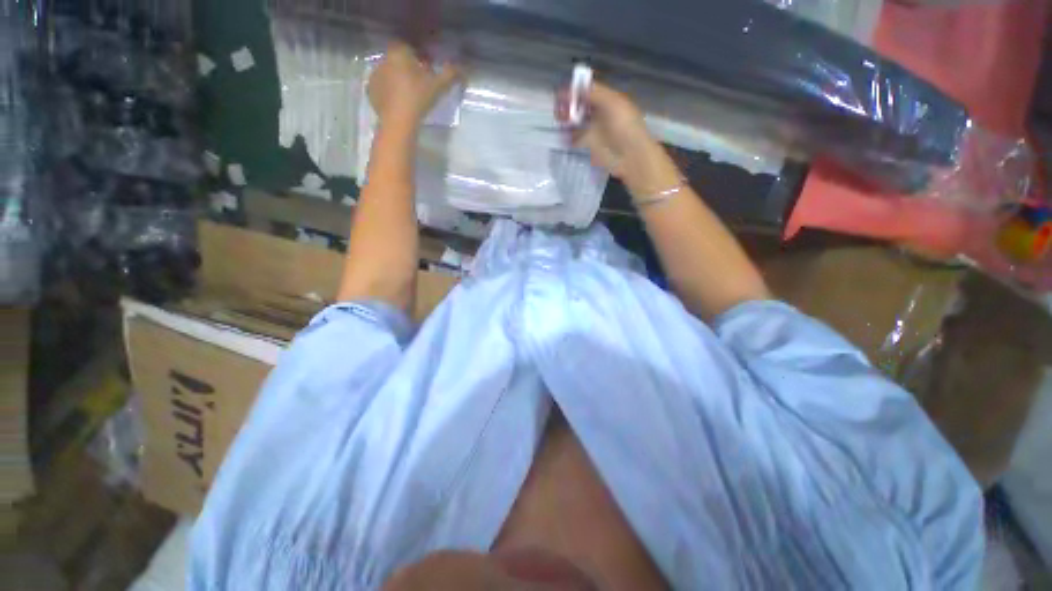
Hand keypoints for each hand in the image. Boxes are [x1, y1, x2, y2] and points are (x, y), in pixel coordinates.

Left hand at [368, 41, 461, 128]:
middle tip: (421, 85)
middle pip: (398, 60)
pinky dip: (389, 93)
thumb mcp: (439, 86)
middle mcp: (384, 59)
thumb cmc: (418, 98)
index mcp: (399, 52)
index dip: (420, 58)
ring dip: (398, 80)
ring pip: (389, 74)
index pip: (410, 48)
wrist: (398, 121)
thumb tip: (463, 70)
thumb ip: (451, 75)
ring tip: (410, 96)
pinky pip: (382, 88)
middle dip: (408, 69)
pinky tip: (399, 104)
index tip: (429, 70)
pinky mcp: (370, 91)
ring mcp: (374, 75)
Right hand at [558, 82, 678, 195]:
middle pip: (580, 104)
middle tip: (559, 109)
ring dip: (566, 119)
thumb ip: (595, 94)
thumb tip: (575, 89)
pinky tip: (562, 134)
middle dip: (568, 104)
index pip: (588, 90)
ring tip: (559, 120)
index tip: (562, 94)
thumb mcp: (613, 104)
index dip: (575, 90)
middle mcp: (599, 112)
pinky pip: (574, 138)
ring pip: (575, 120)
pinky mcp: (588, 145)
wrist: (630, 156)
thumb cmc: (625, 128)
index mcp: (607, 100)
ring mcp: (593, 129)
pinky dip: (567, 136)